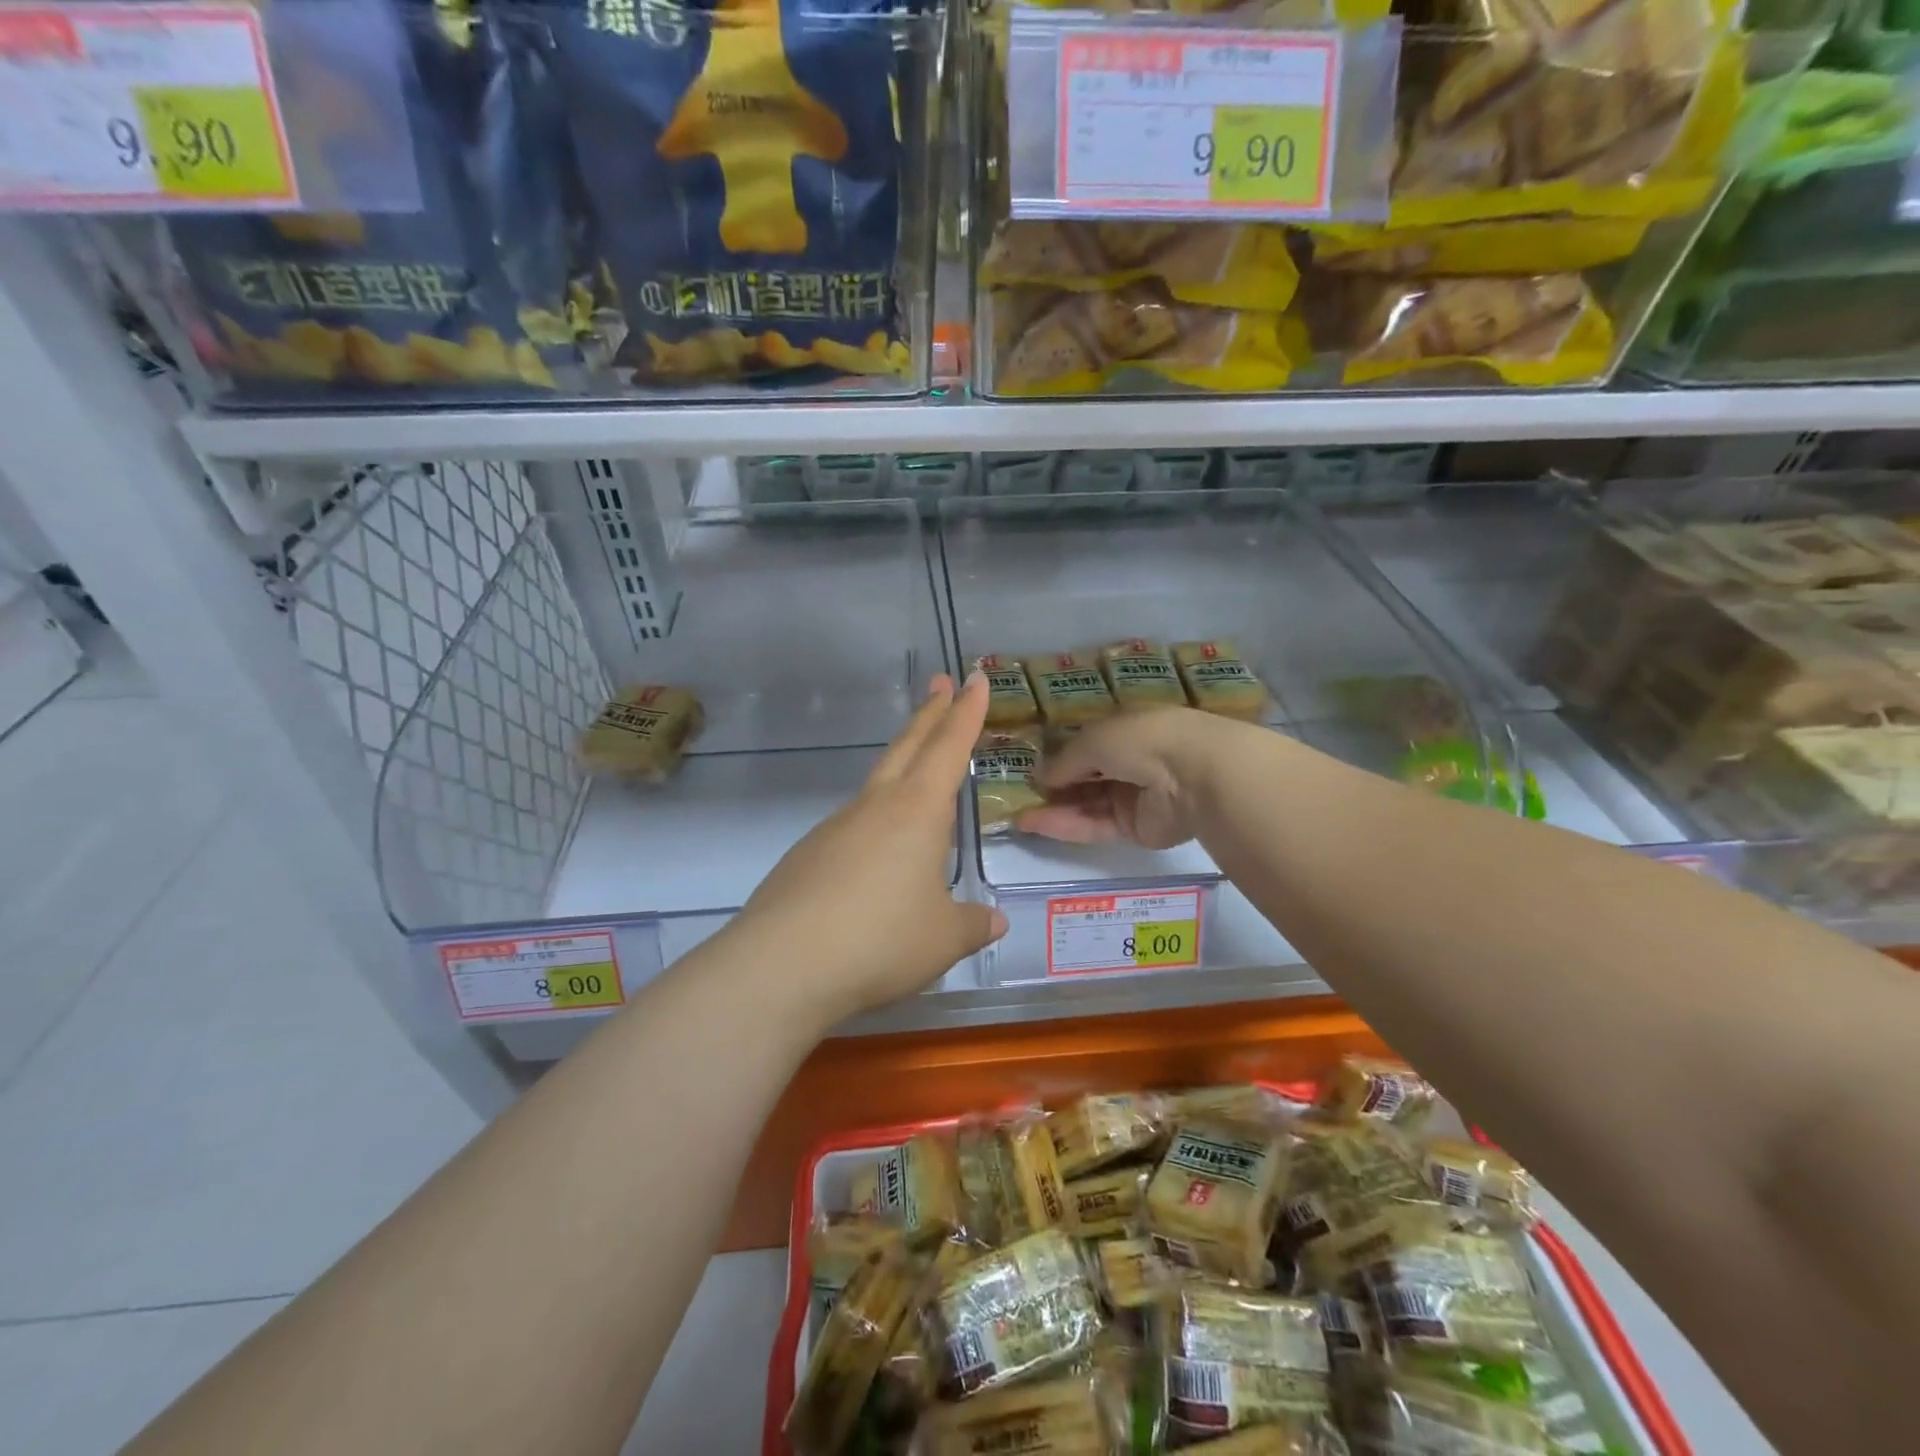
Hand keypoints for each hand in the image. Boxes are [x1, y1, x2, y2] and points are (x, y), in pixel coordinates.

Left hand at [729, 672, 1007, 1021]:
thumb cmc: (881, 941)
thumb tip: (994, 921)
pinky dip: (873, 825)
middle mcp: (874, 808)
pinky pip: (851, 828)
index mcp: (917, 812)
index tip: (974, 678)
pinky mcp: (806, 858)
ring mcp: (834, 829)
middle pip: (907, 747)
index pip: (949, 749)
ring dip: (901, 766)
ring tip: (919, 778)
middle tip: (941, 682)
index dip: (966, 713)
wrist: (782, 966)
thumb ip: (972, 924)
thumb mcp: (943, 939)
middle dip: (929, 714)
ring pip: (876, 786)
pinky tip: (876, 859)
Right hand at [1017, 707, 1225, 849]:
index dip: (1060, 756)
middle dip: (1053, 786)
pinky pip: (1093, 825)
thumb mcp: (1093, 740)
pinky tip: (1033, 823)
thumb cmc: (1142, 740)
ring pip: (1086, 804)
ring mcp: (1132, 796)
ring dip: (1053, 808)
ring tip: (1018, 814)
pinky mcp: (1133, 828)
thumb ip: (1064, 760)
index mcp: (1125, 730)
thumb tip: (1038, 776)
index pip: (1087, 744)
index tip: (1030, 767)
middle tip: (1018, 795)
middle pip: (1085, 777)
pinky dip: (1065, 825)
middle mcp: (1129, 761)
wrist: (1193, 775)